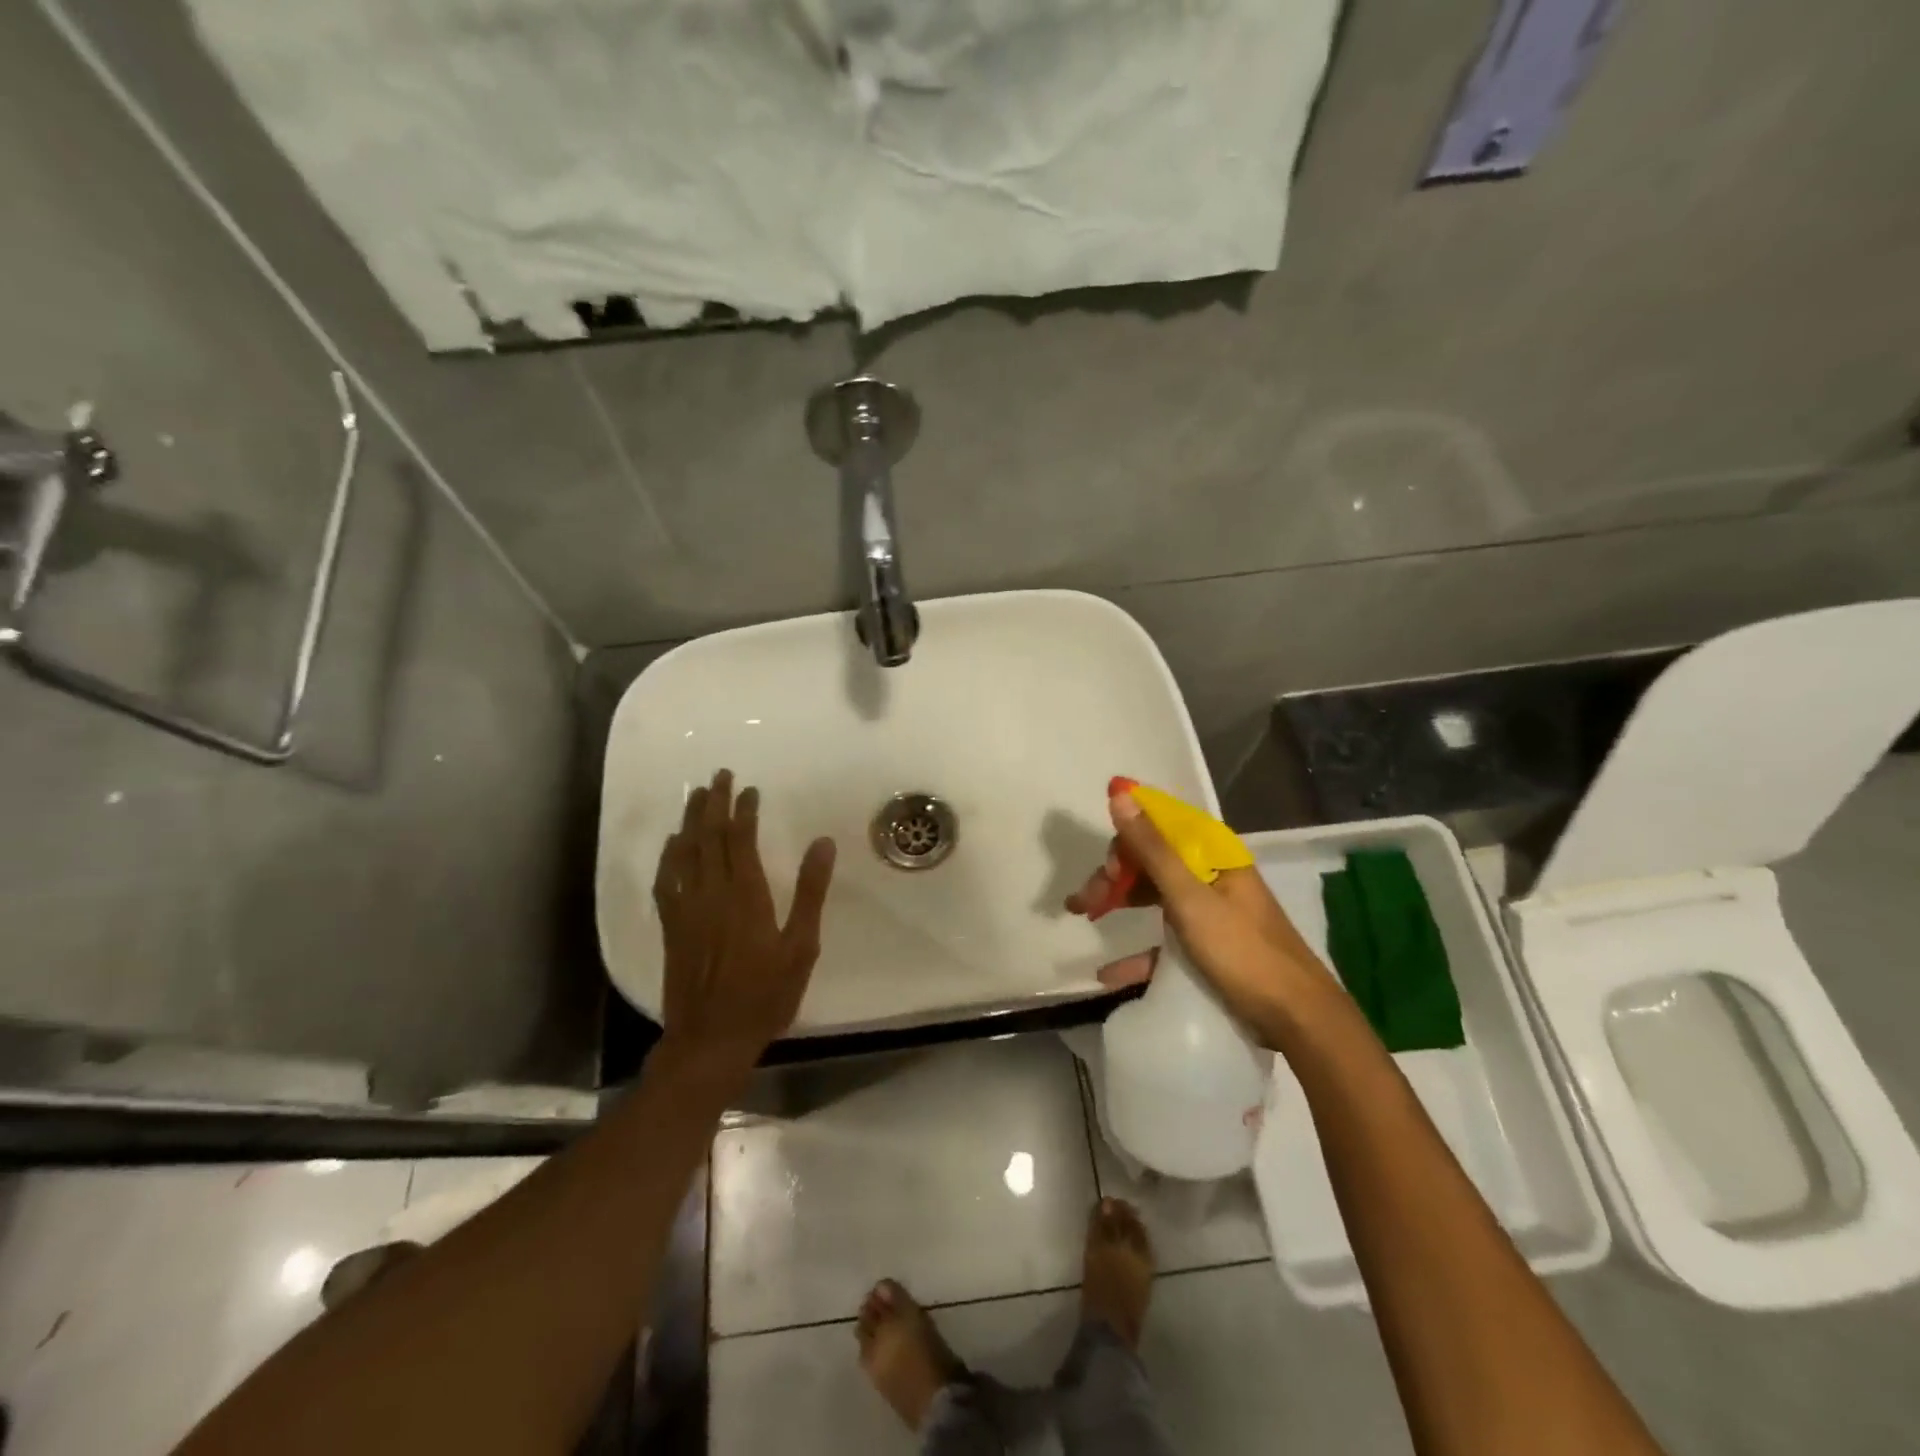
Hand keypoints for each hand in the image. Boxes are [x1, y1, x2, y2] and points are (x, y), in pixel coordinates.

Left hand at [653, 770, 836, 1078]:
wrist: (711, 1039)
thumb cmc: (766, 994)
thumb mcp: (801, 946)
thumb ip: (810, 892)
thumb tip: (822, 844)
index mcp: (746, 896)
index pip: (742, 840)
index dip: (744, 810)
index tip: (750, 788)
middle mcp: (712, 894)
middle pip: (709, 838)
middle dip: (714, 803)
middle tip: (719, 776)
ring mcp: (687, 910)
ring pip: (685, 853)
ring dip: (691, 821)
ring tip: (697, 796)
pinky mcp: (672, 927)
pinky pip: (666, 881)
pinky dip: (669, 857)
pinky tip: (673, 845)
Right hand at [1066, 792, 1333, 1042]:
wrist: (1298, 1020)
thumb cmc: (1242, 952)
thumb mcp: (1190, 899)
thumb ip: (1152, 849)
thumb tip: (1120, 794)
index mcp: (1213, 855)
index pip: (1160, 826)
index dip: (1126, 838)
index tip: (1104, 866)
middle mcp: (1210, 875)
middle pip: (1152, 861)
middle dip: (1114, 875)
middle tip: (1085, 901)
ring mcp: (1209, 912)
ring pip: (1153, 895)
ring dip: (1118, 903)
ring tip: (1085, 916)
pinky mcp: (1208, 947)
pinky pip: (1163, 940)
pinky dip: (1136, 952)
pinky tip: (1108, 972)